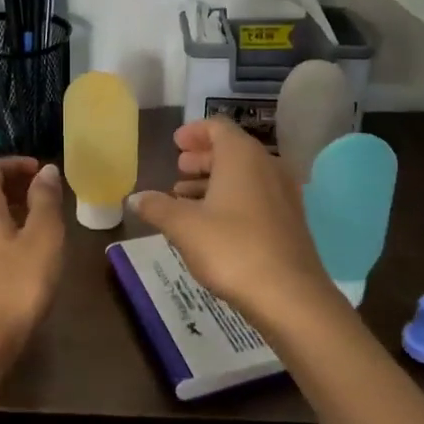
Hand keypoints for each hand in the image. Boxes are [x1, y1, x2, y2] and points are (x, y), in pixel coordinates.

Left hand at [0, 157, 65, 364]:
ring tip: (39, 226)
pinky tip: (21, 255)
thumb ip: (45, 201)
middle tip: (46, 197)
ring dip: (7, 211)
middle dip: (14, 186)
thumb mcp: (42, 240)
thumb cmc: (13, 286)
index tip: (42, 173)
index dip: (16, 164)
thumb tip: (45, 171)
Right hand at [131, 118, 337, 337]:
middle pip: (232, 149)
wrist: (290, 296)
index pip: (218, 126)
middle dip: (202, 157)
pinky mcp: (290, 221)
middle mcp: (267, 166)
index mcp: (242, 156)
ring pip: (244, 175)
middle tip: (178, 169)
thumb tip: (134, 198)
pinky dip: (232, 199)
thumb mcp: (184, 226)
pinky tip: (211, 223)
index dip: (194, 131)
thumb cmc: (232, 248)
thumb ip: (157, 207)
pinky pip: (256, 196)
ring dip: (214, 181)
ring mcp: (283, 194)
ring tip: (185, 199)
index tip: (175, 143)